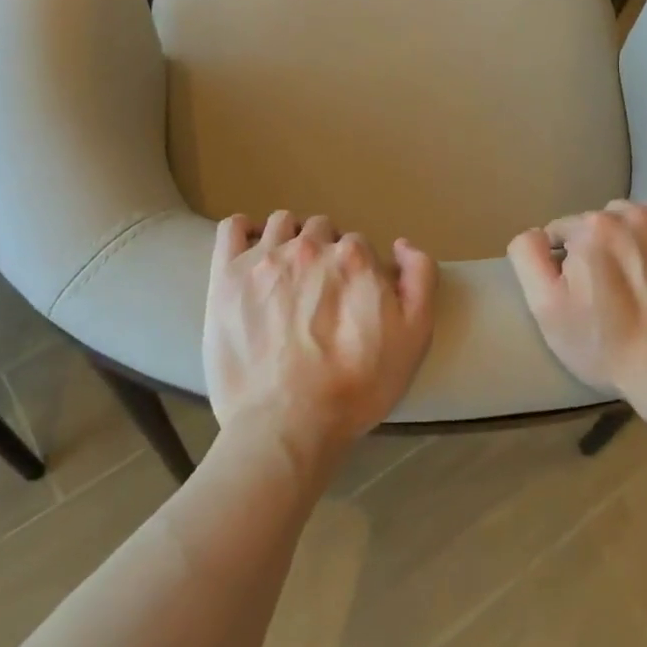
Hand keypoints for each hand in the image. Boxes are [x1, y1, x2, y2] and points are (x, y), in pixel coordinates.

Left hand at [204, 211, 437, 477]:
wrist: (288, 423)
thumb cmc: (358, 386)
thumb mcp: (415, 336)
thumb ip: (420, 279)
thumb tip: (401, 245)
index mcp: (354, 259)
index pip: (359, 245)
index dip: (358, 271)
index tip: (351, 299)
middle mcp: (309, 248)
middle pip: (321, 230)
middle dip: (325, 252)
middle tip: (321, 292)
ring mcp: (263, 259)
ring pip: (282, 224)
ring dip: (290, 239)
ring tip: (288, 273)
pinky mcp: (226, 276)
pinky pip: (233, 228)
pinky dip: (245, 230)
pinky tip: (252, 251)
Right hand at [507, 194, 646, 399]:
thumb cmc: (604, 345)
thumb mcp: (546, 308)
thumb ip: (528, 258)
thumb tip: (534, 234)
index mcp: (590, 229)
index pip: (562, 231)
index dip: (562, 261)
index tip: (575, 290)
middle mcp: (630, 216)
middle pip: (598, 222)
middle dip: (596, 247)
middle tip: (605, 288)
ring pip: (633, 215)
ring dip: (627, 236)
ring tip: (635, 275)